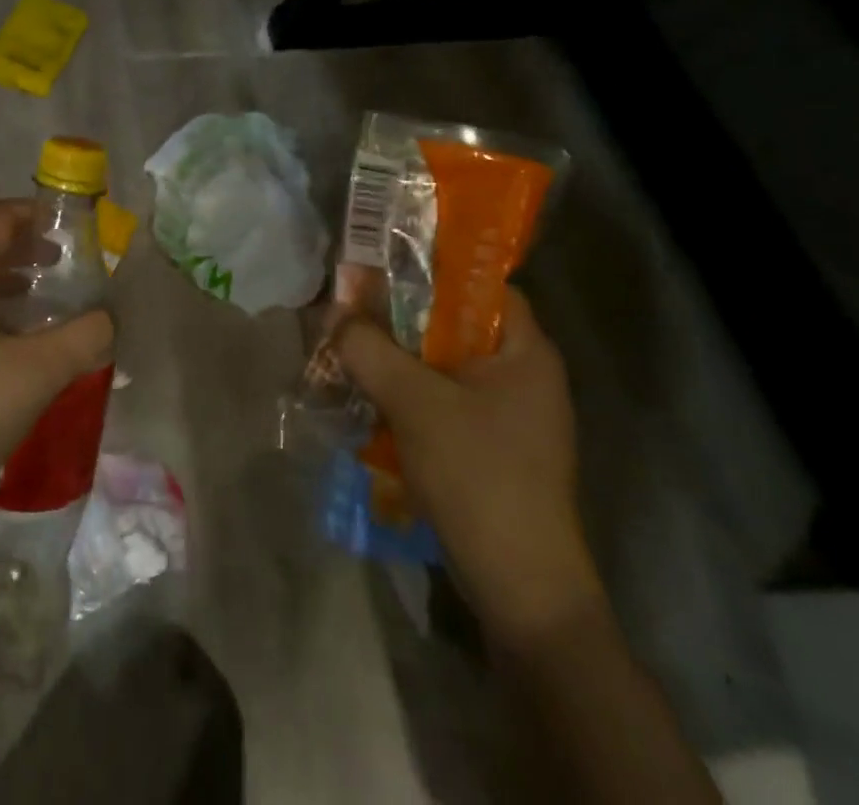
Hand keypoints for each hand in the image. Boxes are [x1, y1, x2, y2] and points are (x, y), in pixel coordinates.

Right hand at [335, 289, 603, 643]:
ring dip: (398, 359)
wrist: (522, 590)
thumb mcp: (414, 402)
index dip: (429, 269)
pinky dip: (408, 394)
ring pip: (443, 366)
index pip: (478, 284)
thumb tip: (332, 312)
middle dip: (399, 318)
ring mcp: (509, 416)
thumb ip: (369, 348)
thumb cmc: (479, 476)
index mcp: (526, 351)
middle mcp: (524, 375)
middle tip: (351, 310)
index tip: (377, 268)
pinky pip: (443, 401)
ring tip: (350, 350)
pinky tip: (369, 399)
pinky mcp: (491, 448)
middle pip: (455, 325)